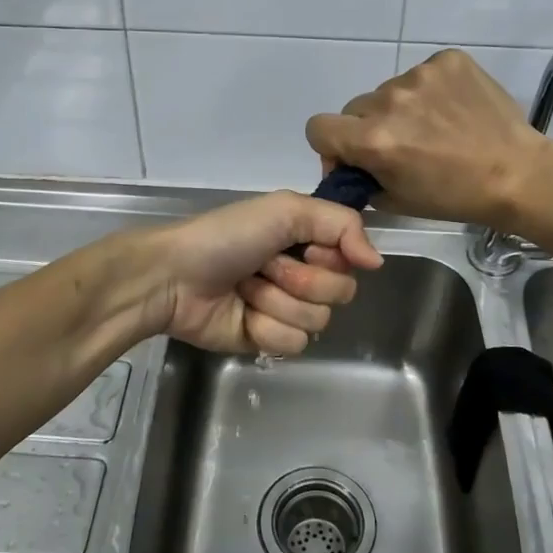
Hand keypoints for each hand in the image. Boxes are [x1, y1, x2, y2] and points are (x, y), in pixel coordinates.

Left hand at [146, 191, 382, 354]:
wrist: (174, 277)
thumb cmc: (227, 236)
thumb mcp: (286, 209)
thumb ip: (343, 224)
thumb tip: (378, 262)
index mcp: (307, 240)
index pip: (351, 260)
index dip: (329, 256)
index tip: (303, 246)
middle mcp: (302, 274)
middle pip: (339, 293)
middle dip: (299, 279)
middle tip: (264, 266)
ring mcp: (285, 310)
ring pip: (317, 321)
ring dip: (277, 302)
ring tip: (245, 288)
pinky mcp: (268, 340)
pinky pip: (293, 343)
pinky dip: (265, 327)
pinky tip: (241, 314)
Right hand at [305, 49, 549, 230]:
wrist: (517, 174)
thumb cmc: (455, 197)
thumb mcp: (396, 200)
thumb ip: (361, 178)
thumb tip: (350, 165)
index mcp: (373, 140)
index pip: (318, 127)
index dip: (331, 144)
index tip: (353, 156)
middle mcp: (389, 101)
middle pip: (355, 108)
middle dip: (369, 127)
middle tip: (401, 146)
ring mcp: (420, 75)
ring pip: (389, 92)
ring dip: (401, 109)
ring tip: (436, 128)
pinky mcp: (448, 60)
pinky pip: (422, 74)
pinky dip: (430, 92)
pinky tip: (453, 111)